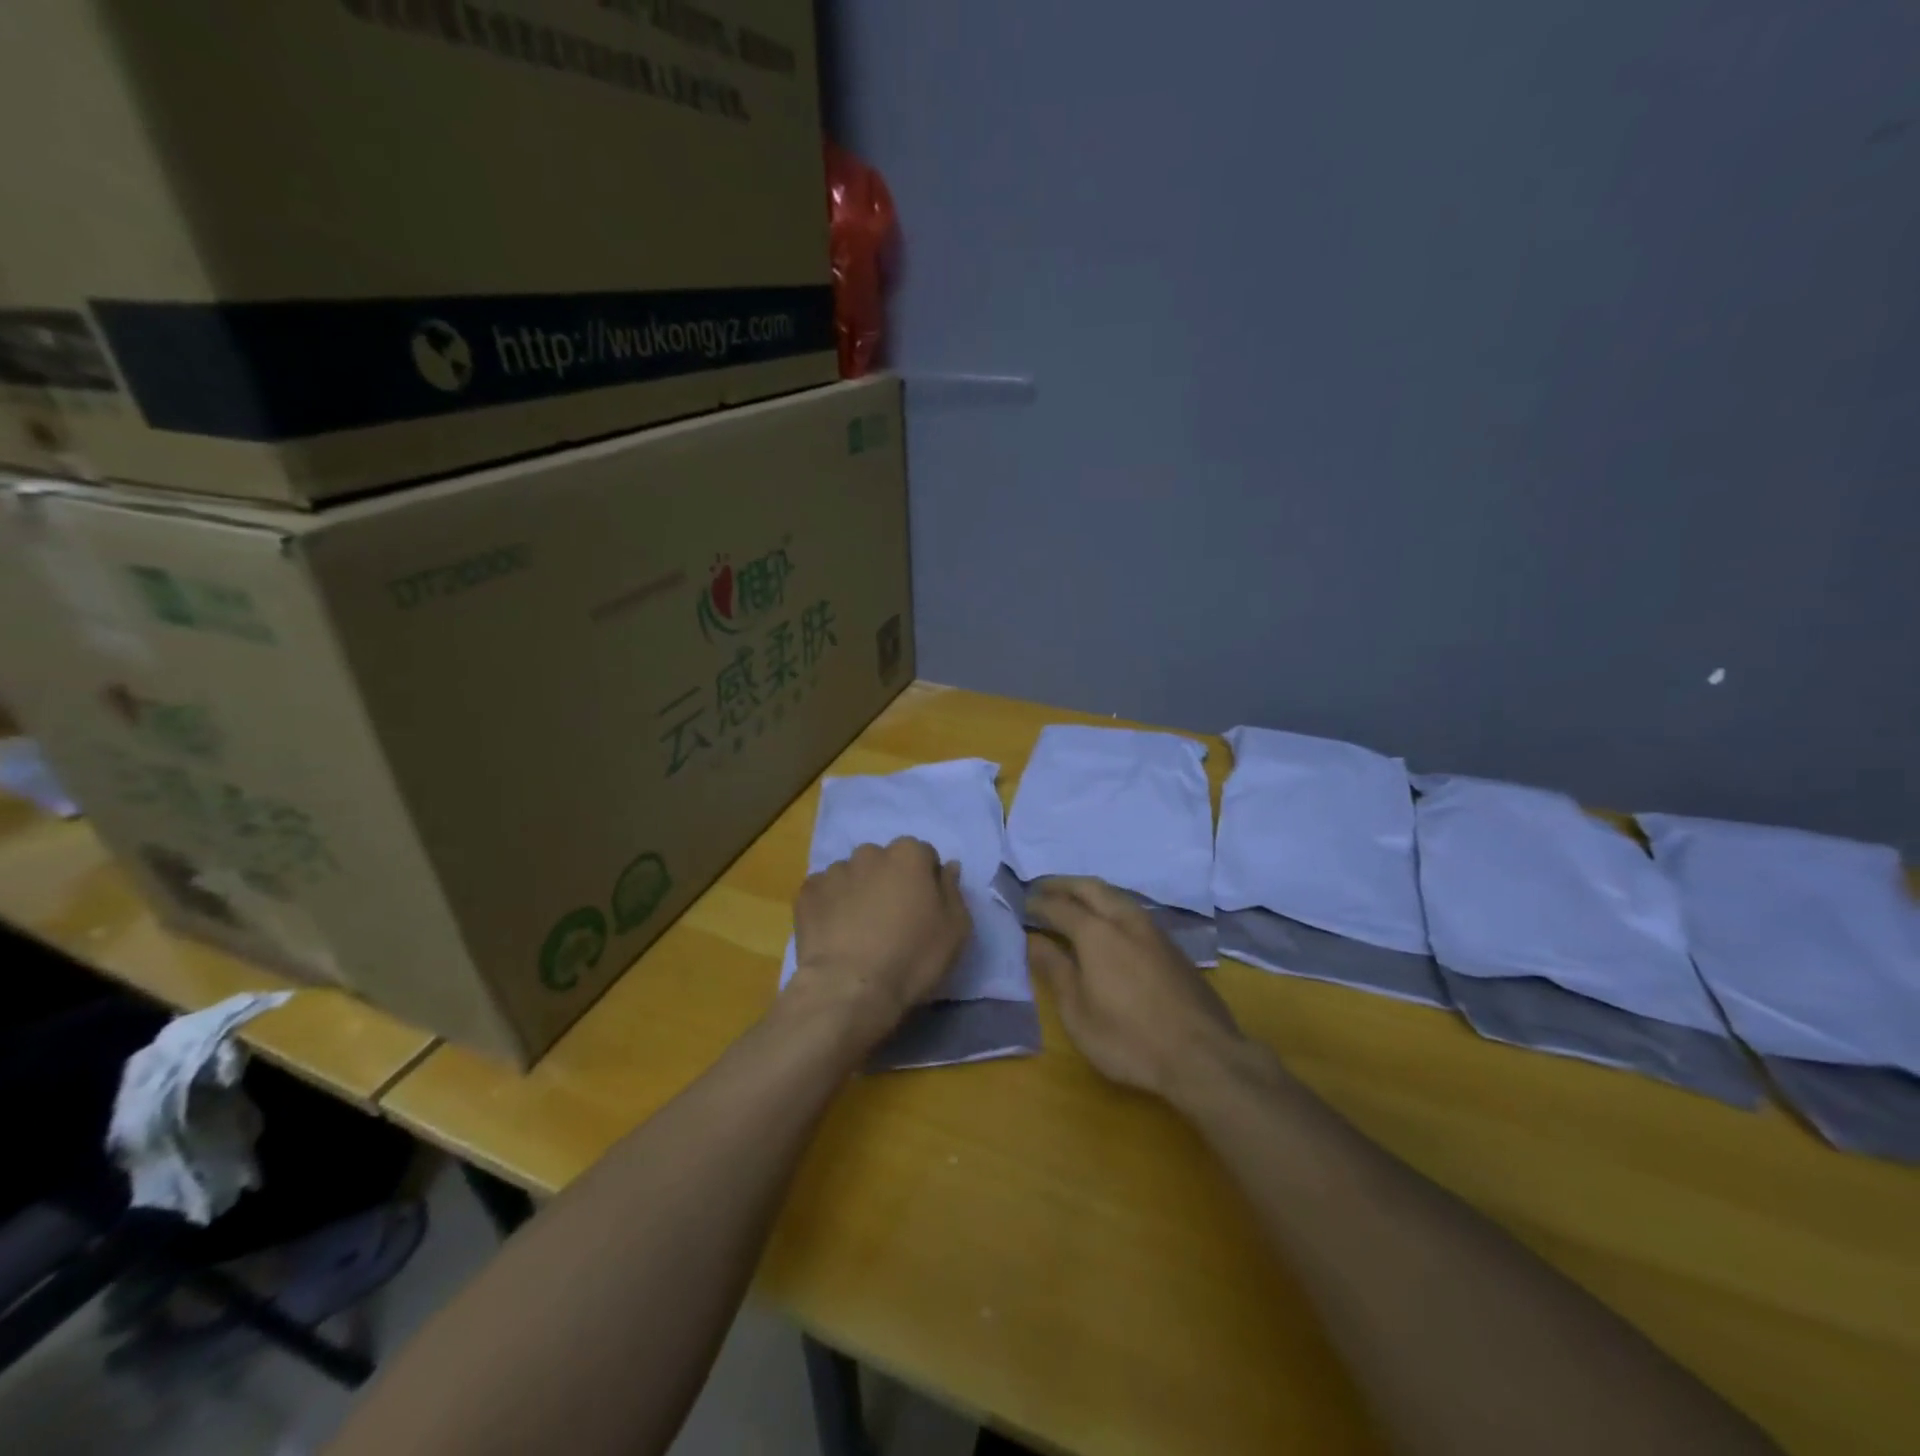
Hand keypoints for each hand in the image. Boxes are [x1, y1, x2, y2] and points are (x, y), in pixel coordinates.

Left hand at [787, 838, 970, 1047]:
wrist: (850, 989)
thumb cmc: (912, 957)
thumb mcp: (955, 929)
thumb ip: (953, 890)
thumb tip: (948, 867)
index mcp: (909, 854)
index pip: (923, 856)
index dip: (926, 882)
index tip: (924, 909)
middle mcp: (870, 853)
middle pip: (885, 862)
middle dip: (889, 882)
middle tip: (892, 920)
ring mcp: (834, 871)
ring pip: (853, 876)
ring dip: (858, 893)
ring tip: (859, 931)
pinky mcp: (807, 893)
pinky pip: (824, 893)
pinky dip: (830, 907)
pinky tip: (835, 935)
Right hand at [1027, 877, 1249, 1103]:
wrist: (1203, 1056)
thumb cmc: (1129, 1040)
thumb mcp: (1078, 1012)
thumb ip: (1055, 970)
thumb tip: (1034, 940)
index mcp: (1096, 933)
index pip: (1060, 907)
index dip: (1039, 903)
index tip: (1023, 903)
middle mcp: (1125, 921)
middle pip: (1091, 888)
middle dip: (1064, 884)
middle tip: (1044, 887)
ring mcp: (1154, 932)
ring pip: (1118, 896)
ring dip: (1091, 892)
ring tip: (1074, 900)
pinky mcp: (1173, 947)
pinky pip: (1134, 911)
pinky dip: (1112, 907)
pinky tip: (1110, 924)